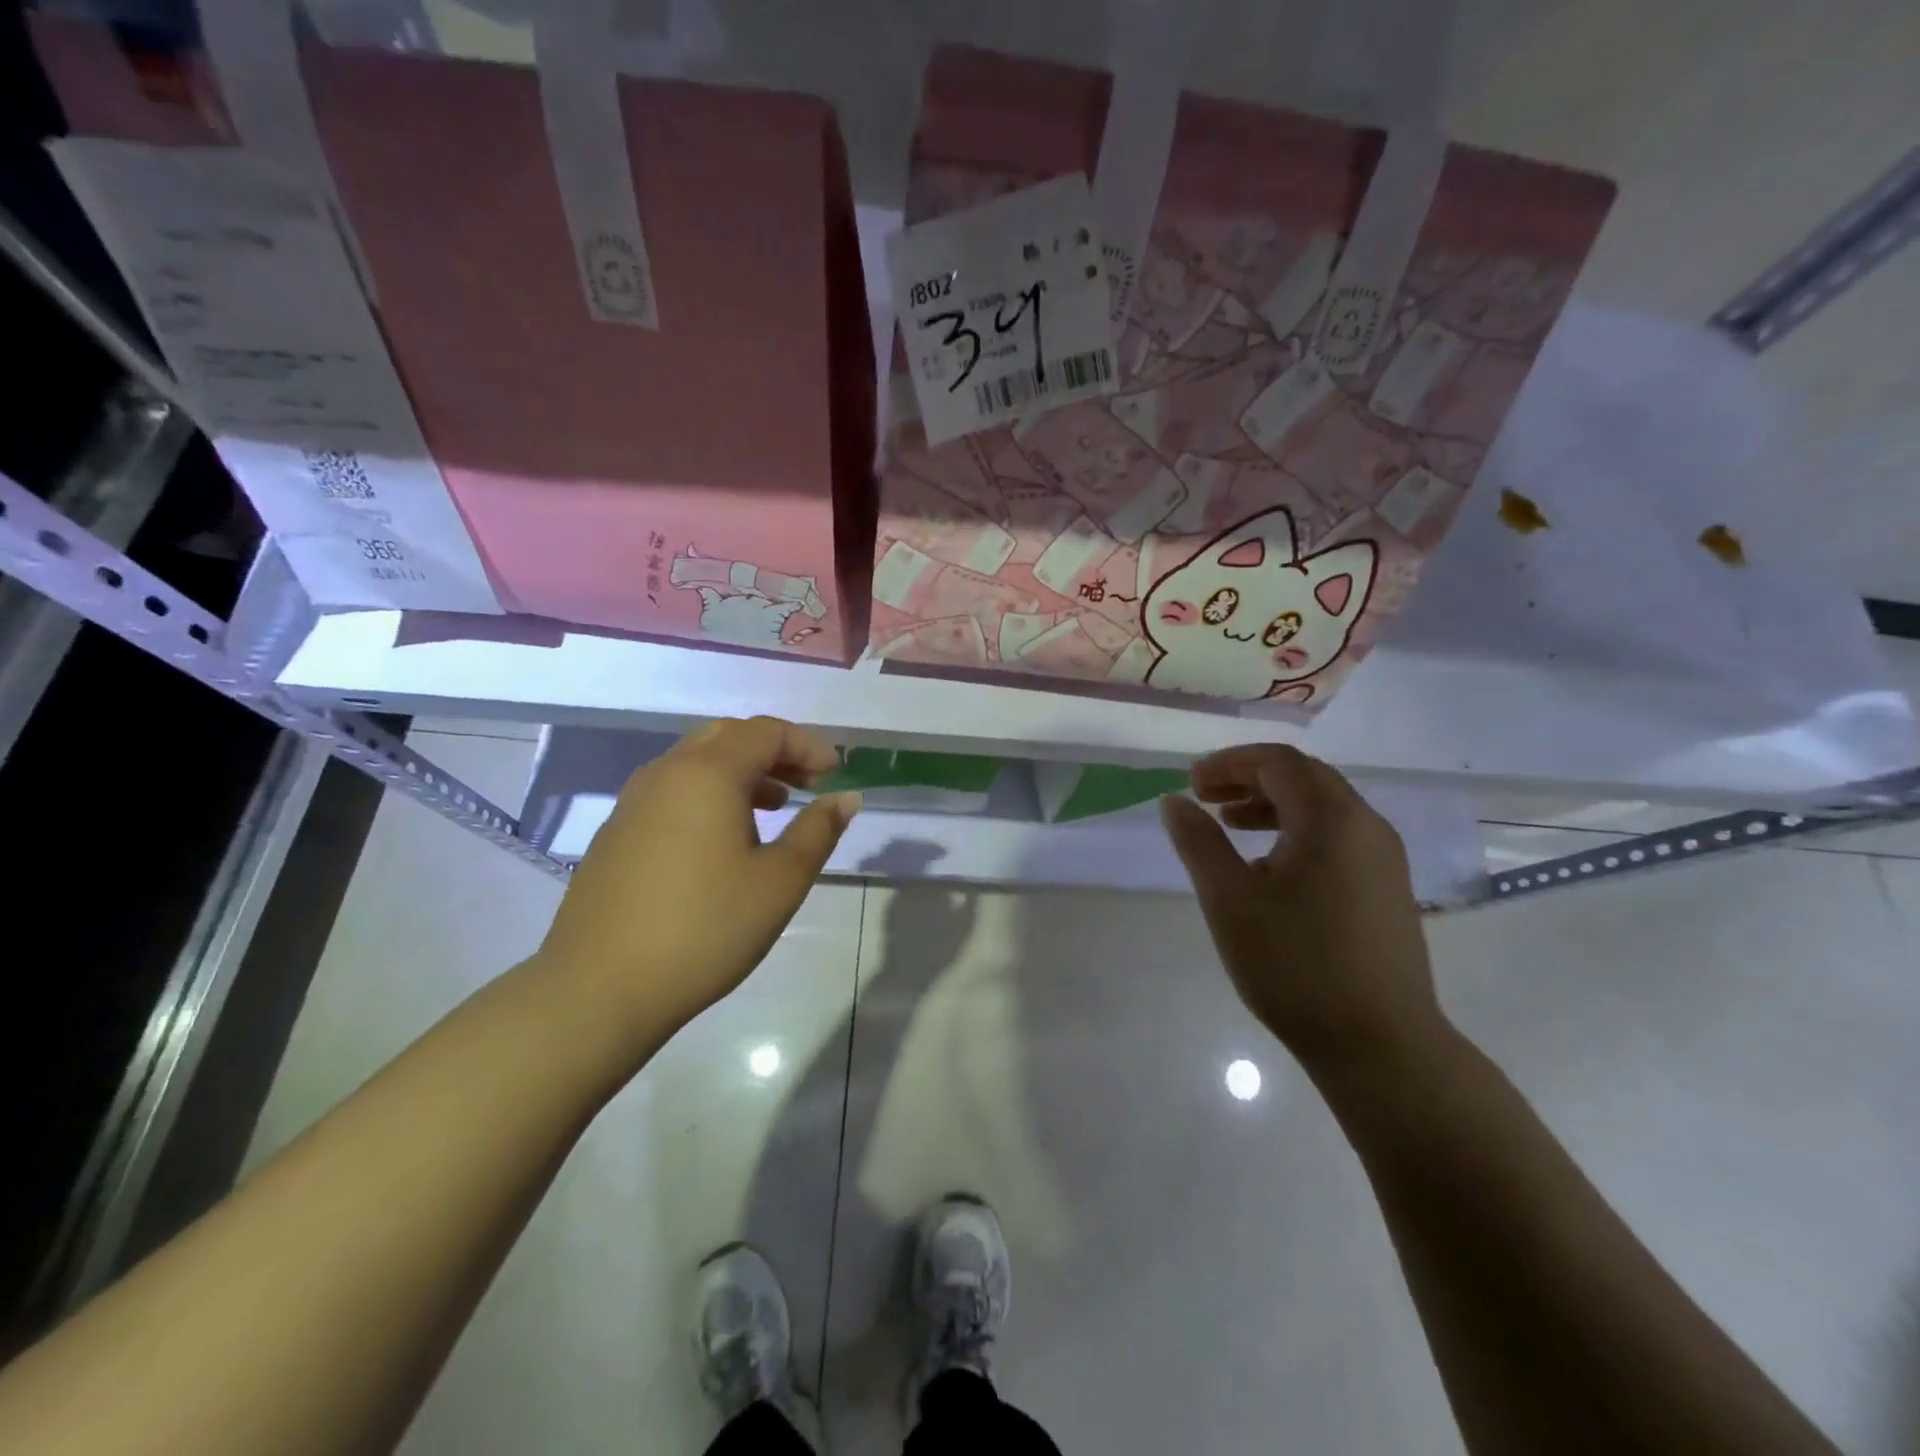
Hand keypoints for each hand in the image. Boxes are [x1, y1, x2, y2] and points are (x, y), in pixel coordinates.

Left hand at [533, 717, 859, 1039]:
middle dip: (774, 752)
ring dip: (741, 772)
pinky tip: (723, 840)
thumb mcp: (779, 881)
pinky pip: (673, 791)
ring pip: (696, 762)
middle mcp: (666, 773)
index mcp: (707, 774)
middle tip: (808, 782)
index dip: (808, 745)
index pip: (766, 732)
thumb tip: (846, 798)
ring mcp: (633, 802)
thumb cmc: (705, 928)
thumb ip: (818, 831)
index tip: (837, 773)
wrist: (599, 988)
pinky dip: (709, 794)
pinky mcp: (616, 832)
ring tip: (774, 807)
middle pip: (728, 737)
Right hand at [1159, 744, 1444, 1077]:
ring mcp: (1384, 858)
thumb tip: (1174, 801)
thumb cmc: (1295, 965)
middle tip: (1206, 798)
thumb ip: (1198, 842)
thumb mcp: (1229, 899)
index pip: (1278, 762)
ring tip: (1230, 827)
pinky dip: (1297, 832)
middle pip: (1304, 777)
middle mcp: (1366, 826)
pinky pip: (1337, 837)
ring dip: (1272, 805)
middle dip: (1250, 779)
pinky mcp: (1387, 889)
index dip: (1229, 763)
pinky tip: (1269, 868)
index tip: (1191, 784)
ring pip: (1323, 808)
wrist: (1380, 1044)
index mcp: (1331, 818)